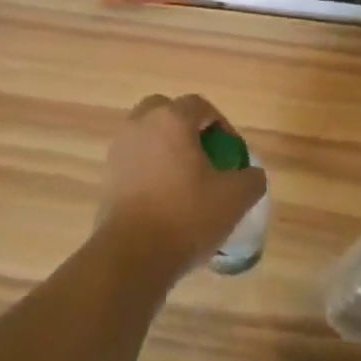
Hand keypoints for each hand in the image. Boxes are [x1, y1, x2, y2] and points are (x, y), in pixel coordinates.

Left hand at [98, 94, 268, 282]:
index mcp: (171, 120)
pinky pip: (135, 159)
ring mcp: (119, 149)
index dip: (221, 123)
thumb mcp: (234, 198)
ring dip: (166, 146)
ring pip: (147, 134)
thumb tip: (252, 174)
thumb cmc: (186, 216)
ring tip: (185, 179)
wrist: (132, 255)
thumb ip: (251, 178)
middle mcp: (141, 125)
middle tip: (204, 155)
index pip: (199, 105)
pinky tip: (165, 198)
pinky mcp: (108, 175)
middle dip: (186, 126)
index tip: (231, 152)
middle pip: (166, 110)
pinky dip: (150, 167)